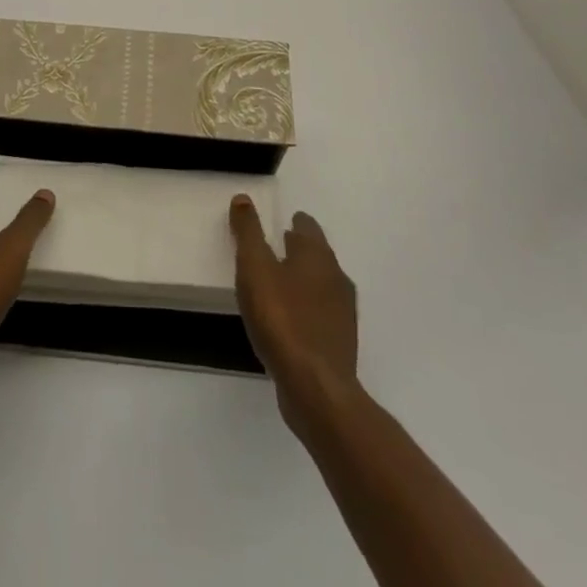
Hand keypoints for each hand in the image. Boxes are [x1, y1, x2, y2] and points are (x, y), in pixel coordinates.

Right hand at [231, 196, 359, 432]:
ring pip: (322, 285)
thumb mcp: (254, 267)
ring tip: (280, 283)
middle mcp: (336, 278)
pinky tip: (291, 320)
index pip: (308, 227)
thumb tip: (243, 198)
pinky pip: (321, 314)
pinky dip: (307, 308)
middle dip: (301, 249)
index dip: (295, 222)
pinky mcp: (339, 343)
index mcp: (318, 255)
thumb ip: (248, 232)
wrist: (316, 388)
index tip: (283, 222)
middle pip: (318, 255)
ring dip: (305, 279)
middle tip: (278, 247)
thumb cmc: (282, 318)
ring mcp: (342, 313)